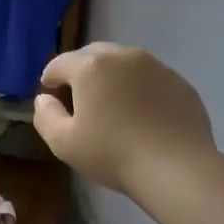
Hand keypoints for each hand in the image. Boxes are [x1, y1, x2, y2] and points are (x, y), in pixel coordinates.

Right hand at [34, 43, 214, 197]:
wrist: (177, 168)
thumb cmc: (112, 154)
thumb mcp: (63, 142)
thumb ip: (45, 115)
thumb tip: (44, 99)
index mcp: (91, 68)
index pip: (60, 63)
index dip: (50, 77)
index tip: (48, 92)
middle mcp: (123, 57)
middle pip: (93, 54)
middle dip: (80, 70)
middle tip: (77, 94)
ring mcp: (156, 67)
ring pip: (124, 62)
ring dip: (111, 75)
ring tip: (110, 101)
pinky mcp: (180, 82)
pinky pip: (150, 77)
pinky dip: (139, 87)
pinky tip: (140, 112)